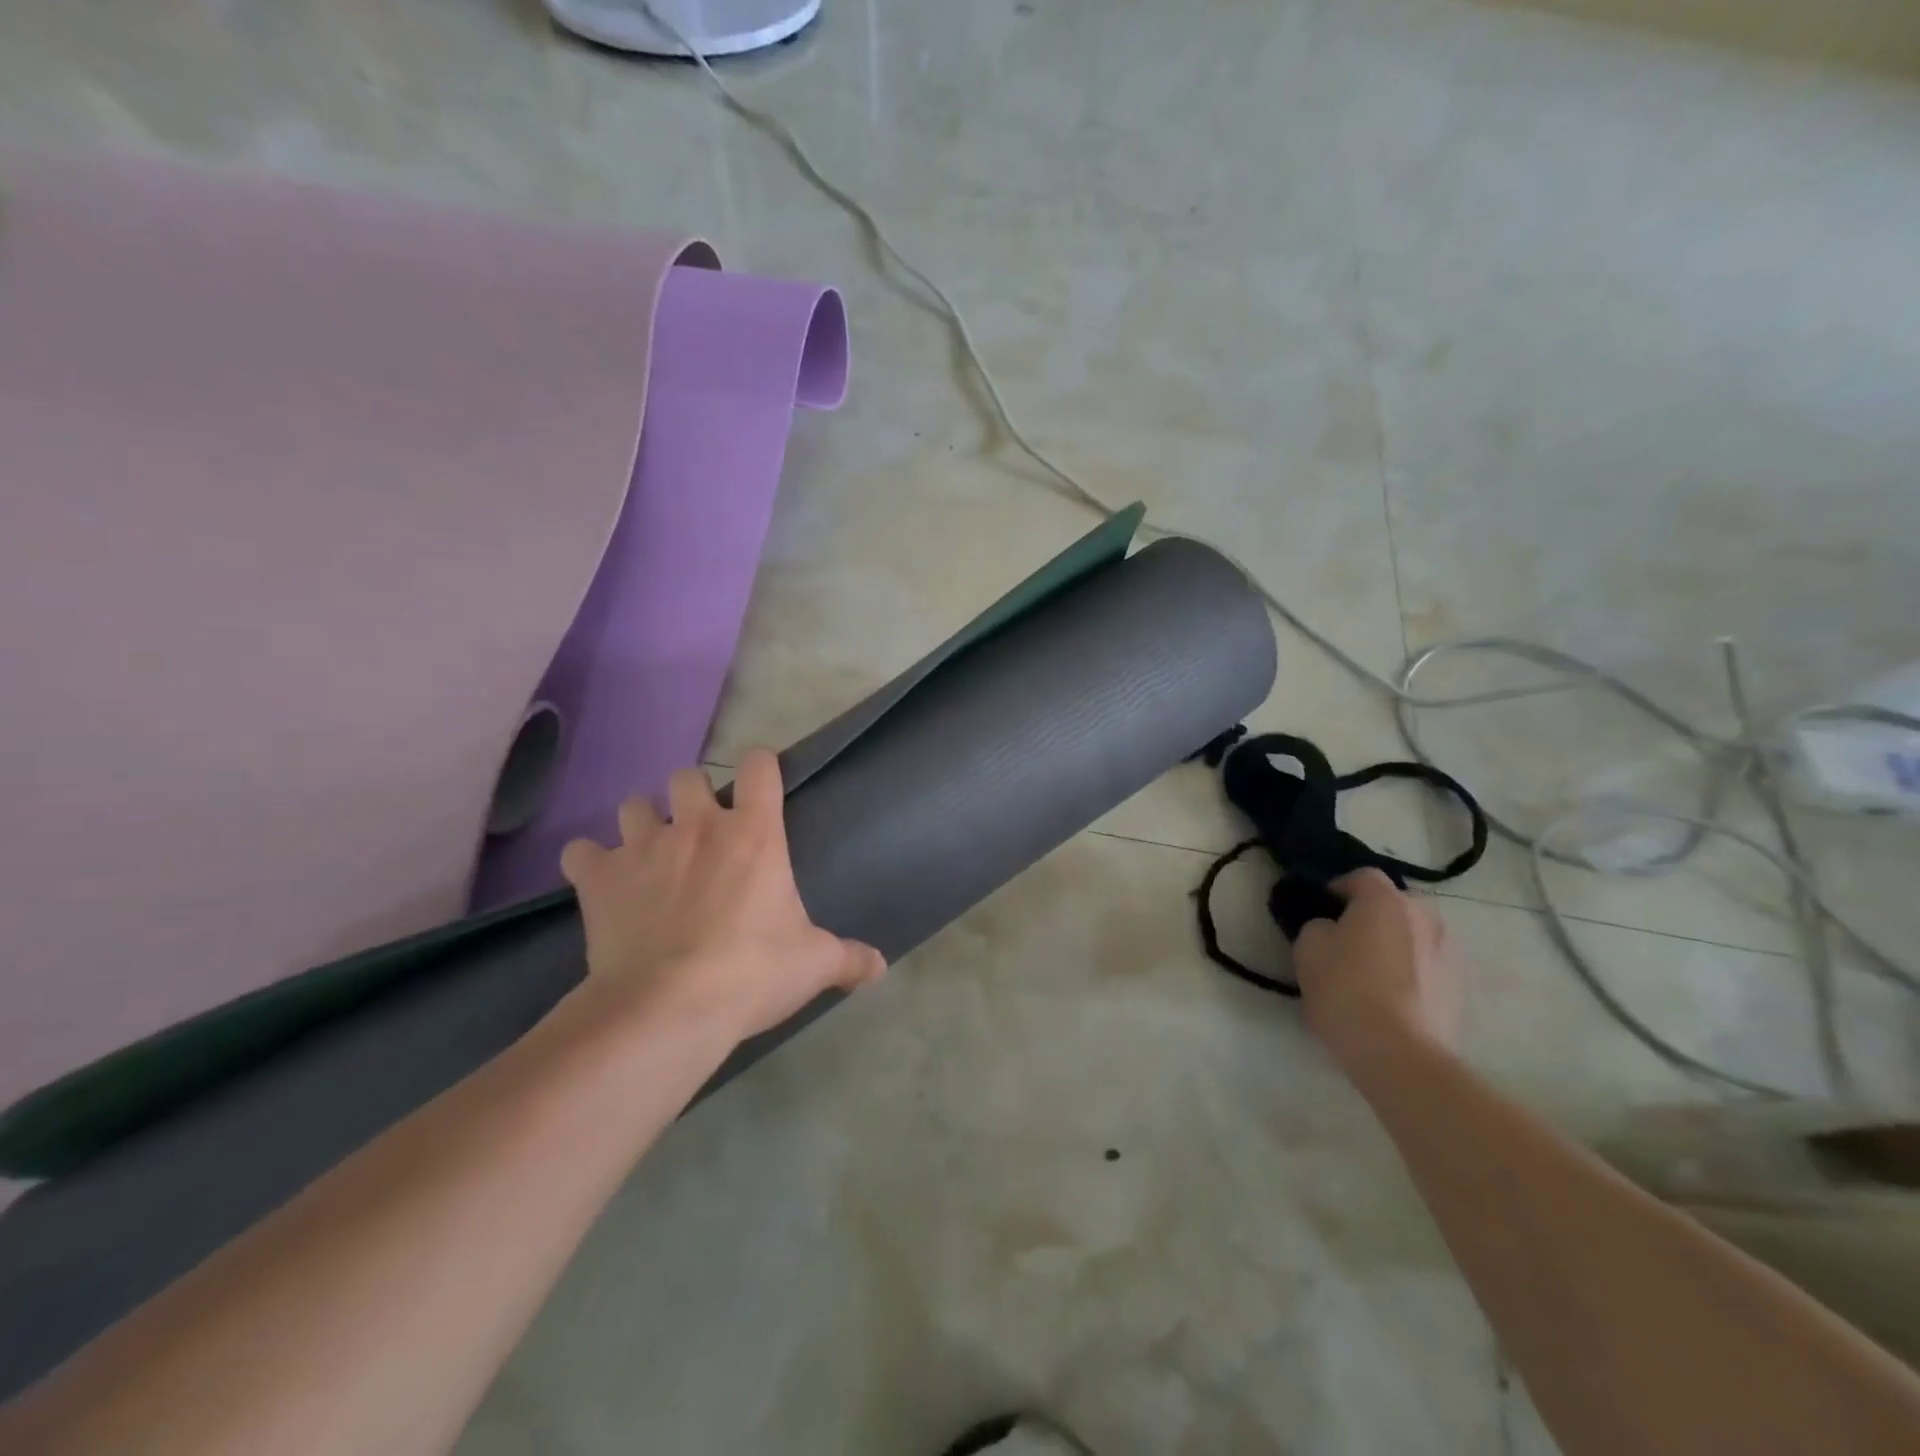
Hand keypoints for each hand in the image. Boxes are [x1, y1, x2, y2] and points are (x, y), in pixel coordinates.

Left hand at [559, 748, 885, 1043]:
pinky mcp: (599, 877)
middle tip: (699, 832)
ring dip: (641, 822)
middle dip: (691, 796)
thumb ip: (848, 958)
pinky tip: (600, 882)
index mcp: (753, 833)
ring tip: (649, 853)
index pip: (760, 766)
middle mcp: (697, 826)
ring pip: (632, 804)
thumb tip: (880, 967)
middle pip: (687, 775)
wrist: (668, 1007)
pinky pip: (580, 852)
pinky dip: (590, 863)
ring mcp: (643, 846)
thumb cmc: (752, 972)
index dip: (761, 767)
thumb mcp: (812, 965)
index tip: (762, 786)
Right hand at [1293, 869, 1463, 1064]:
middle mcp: (1426, 917)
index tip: (1323, 907)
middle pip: (1396, 904)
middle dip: (1374, 915)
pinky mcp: (1462, 988)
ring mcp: (1451, 953)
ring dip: (1398, 943)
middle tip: (1350, 938)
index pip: (1362, 876)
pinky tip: (1395, 997)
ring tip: (1375, 971)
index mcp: (1386, 901)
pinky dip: (1414, 971)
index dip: (1339, 887)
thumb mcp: (1308, 949)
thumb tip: (1333, 929)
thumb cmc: (1346, 990)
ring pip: (1417, 935)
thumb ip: (1320, 926)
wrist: (1400, 1054)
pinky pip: (1431, 966)